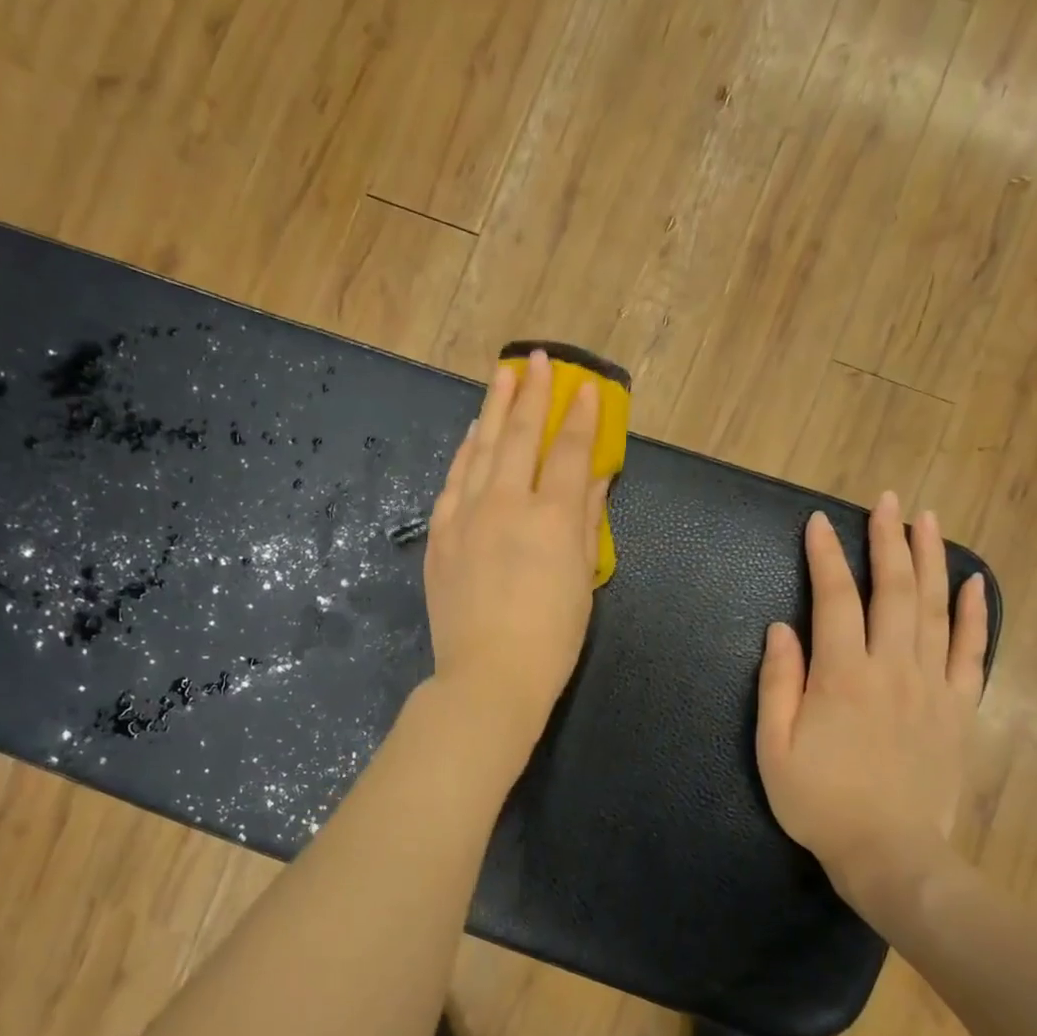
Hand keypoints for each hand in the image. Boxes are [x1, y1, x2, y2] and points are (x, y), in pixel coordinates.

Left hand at [422, 350, 607, 759]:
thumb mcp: (583, 580)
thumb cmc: (551, 638)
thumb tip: (596, 478)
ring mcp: (467, 516)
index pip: (570, 451)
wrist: (488, 676)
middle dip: (531, 394)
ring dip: (494, 409)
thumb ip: (588, 522)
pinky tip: (472, 435)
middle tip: (535, 359)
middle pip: (520, 436)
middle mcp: (508, 504)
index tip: (586, 387)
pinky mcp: (440, 535)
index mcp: (553, 518)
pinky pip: (453, 481)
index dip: (580, 417)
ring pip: (481, 449)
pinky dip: (465, 453)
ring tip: (502, 378)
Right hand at [756, 495, 987, 917]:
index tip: (818, 522)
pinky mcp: (960, 709)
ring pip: (935, 610)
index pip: (833, 600)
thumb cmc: (820, 802)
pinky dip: (976, 614)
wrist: (890, 853)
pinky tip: (974, 582)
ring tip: (926, 520)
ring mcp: (933, 686)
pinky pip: (973, 652)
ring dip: (930, 560)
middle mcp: (892, 668)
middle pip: (893, 591)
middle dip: (887, 541)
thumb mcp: (774, 748)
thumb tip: (781, 628)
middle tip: (885, 501)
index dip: (825, 557)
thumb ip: (778, 684)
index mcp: (842, 676)